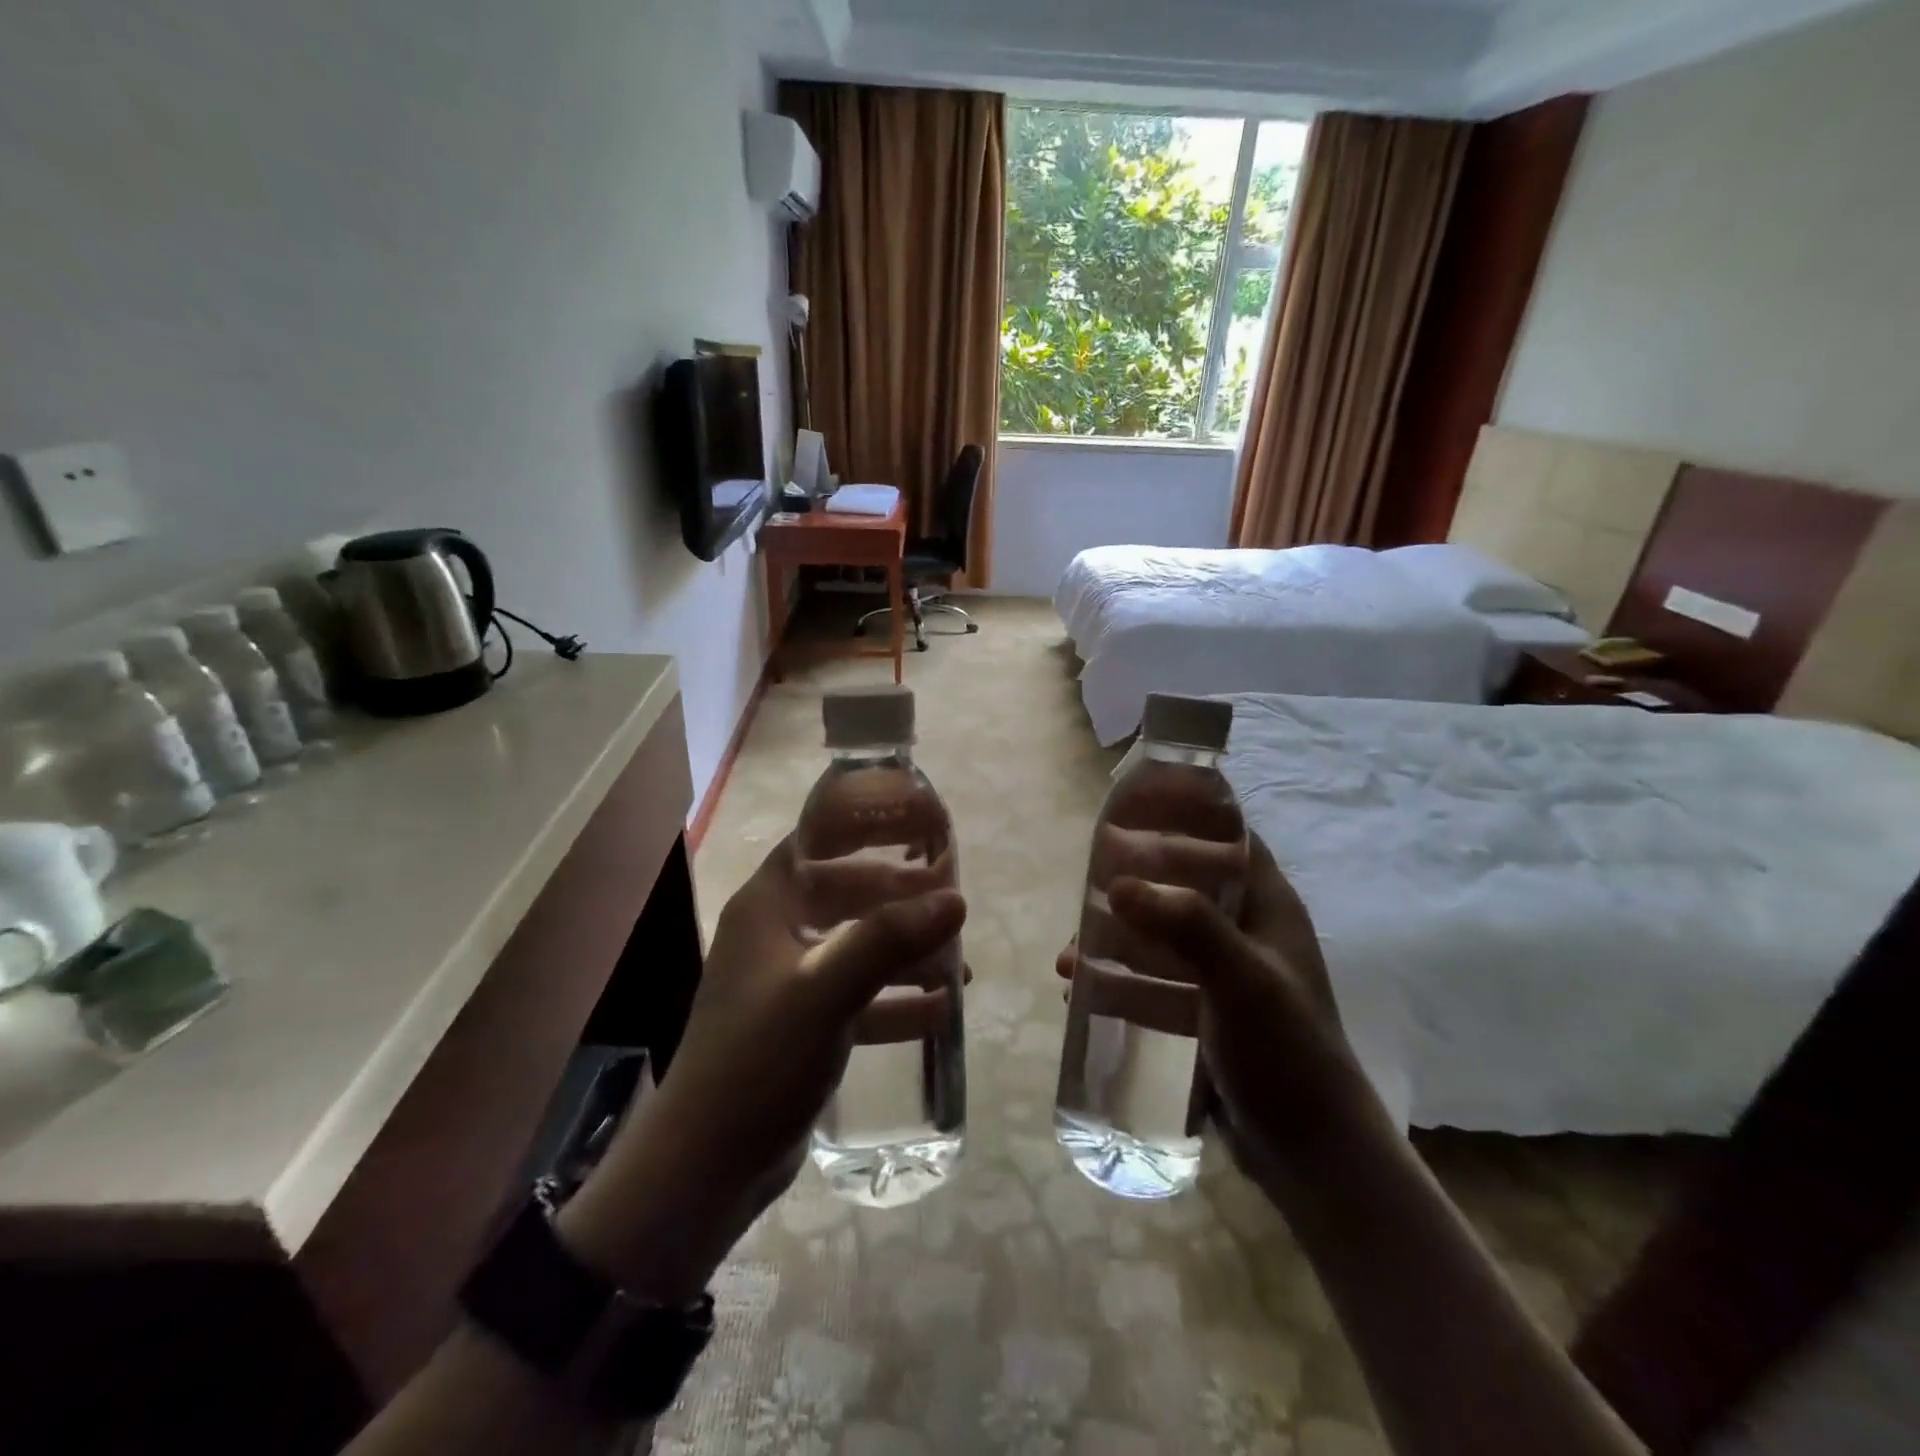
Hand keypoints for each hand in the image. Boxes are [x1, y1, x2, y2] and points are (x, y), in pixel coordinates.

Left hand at [557, 837, 964, 1297]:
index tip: (916, 823)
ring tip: (957, 957)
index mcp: (768, 907)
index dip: (864, 826)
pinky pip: (858, 997)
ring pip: (856, 946)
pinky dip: (895, 999)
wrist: (708, 1165)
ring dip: (903, 949)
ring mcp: (788, 982)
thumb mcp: (826, 990)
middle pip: (844, 893)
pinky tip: (940, 1010)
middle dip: (897, 894)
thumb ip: (889, 939)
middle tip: (950, 896)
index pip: (817, 841)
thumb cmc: (760, 1058)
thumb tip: (955, 899)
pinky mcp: (802, 1026)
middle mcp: (775, 935)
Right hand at [1058, 833, 1370, 1182]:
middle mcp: (1246, 933)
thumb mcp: (1242, 980)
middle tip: (1086, 887)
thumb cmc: (1287, 1054)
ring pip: (1162, 939)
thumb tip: (1117, 885)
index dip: (1188, 818)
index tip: (1134, 812)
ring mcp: (1225, 976)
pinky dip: (1122, 983)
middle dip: (1135, 885)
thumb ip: (1186, 926)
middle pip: (1184, 887)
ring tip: (1072, 954)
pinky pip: (1156, 984)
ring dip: (1118, 940)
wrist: (1314, 1156)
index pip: (1228, 841)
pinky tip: (1084, 994)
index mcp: (1267, 908)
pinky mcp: (1206, 1016)